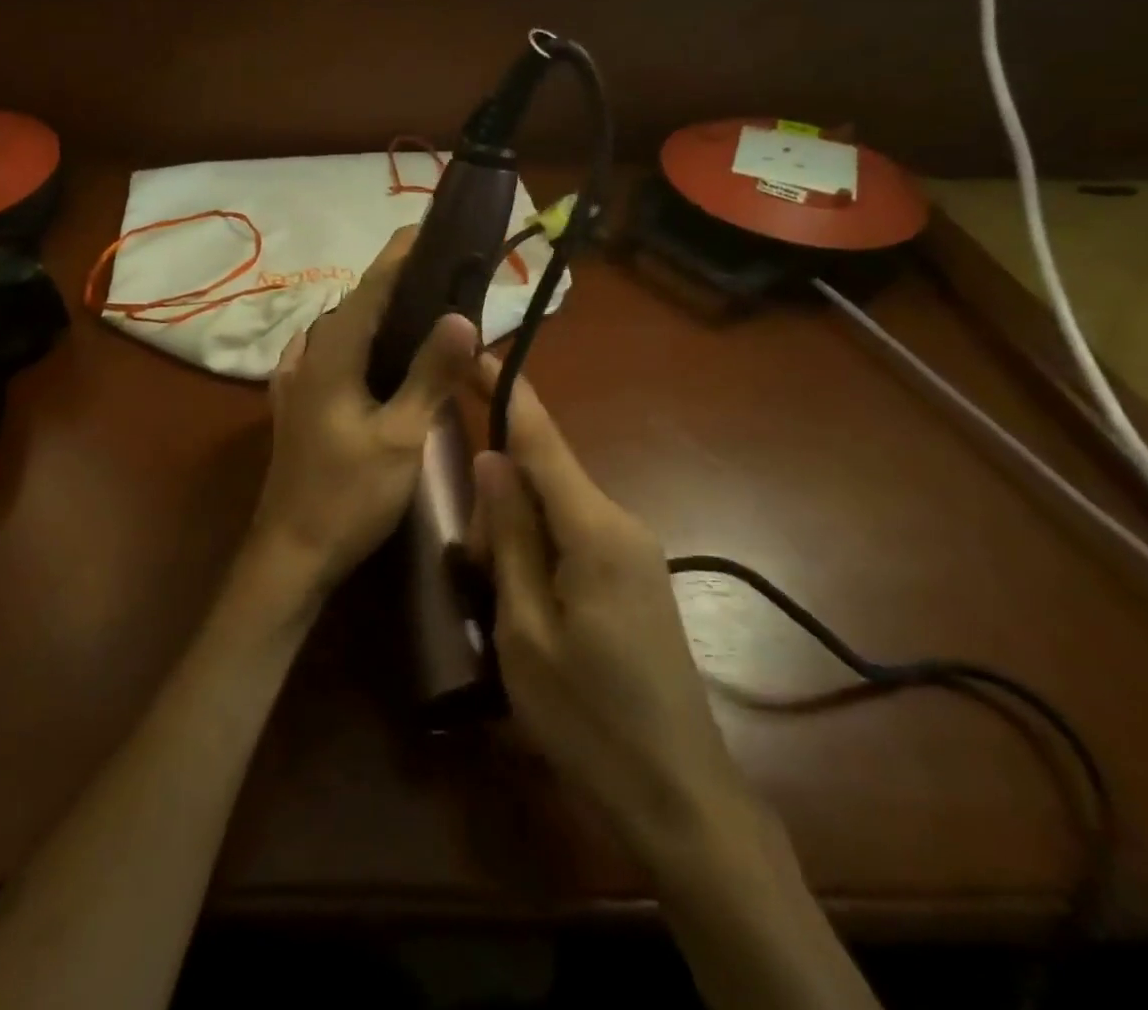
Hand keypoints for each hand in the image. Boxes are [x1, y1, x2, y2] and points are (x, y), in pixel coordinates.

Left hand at [247, 227, 478, 607]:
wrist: (291, 553)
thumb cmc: (349, 496)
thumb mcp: (401, 438)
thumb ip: (430, 375)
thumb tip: (462, 316)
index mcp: (331, 357)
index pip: (370, 290)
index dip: (400, 256)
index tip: (428, 227)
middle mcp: (307, 358)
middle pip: (353, 306)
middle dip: (392, 282)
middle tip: (437, 272)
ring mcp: (294, 383)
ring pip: (337, 331)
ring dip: (372, 313)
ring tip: (413, 309)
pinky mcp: (294, 406)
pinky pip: (324, 356)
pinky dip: (352, 343)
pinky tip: (367, 355)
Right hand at [467, 355, 760, 873]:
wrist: (678, 796)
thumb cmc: (588, 717)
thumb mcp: (524, 628)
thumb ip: (509, 536)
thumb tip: (492, 459)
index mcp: (594, 530)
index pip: (542, 440)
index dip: (509, 392)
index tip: (479, 352)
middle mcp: (620, 524)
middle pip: (544, 479)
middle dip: (499, 502)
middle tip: (470, 568)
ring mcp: (633, 552)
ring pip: (556, 511)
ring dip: (515, 536)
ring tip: (495, 601)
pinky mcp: (633, 579)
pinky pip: (574, 539)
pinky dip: (538, 554)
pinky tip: (523, 606)